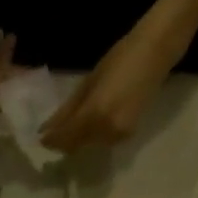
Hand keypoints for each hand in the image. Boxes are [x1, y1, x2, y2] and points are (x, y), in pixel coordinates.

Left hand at [39, 18, 185, 153]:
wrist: (156, 51)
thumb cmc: (120, 58)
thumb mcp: (89, 83)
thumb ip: (68, 109)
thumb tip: (47, 128)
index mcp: (94, 115)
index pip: (65, 139)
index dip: (51, 141)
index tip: (40, 138)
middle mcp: (106, 132)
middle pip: (76, 146)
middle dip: (64, 141)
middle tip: (53, 131)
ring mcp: (119, 136)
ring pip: (89, 145)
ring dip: (78, 138)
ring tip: (72, 122)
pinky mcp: (129, 134)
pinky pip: (103, 140)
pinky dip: (93, 134)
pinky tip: (92, 120)